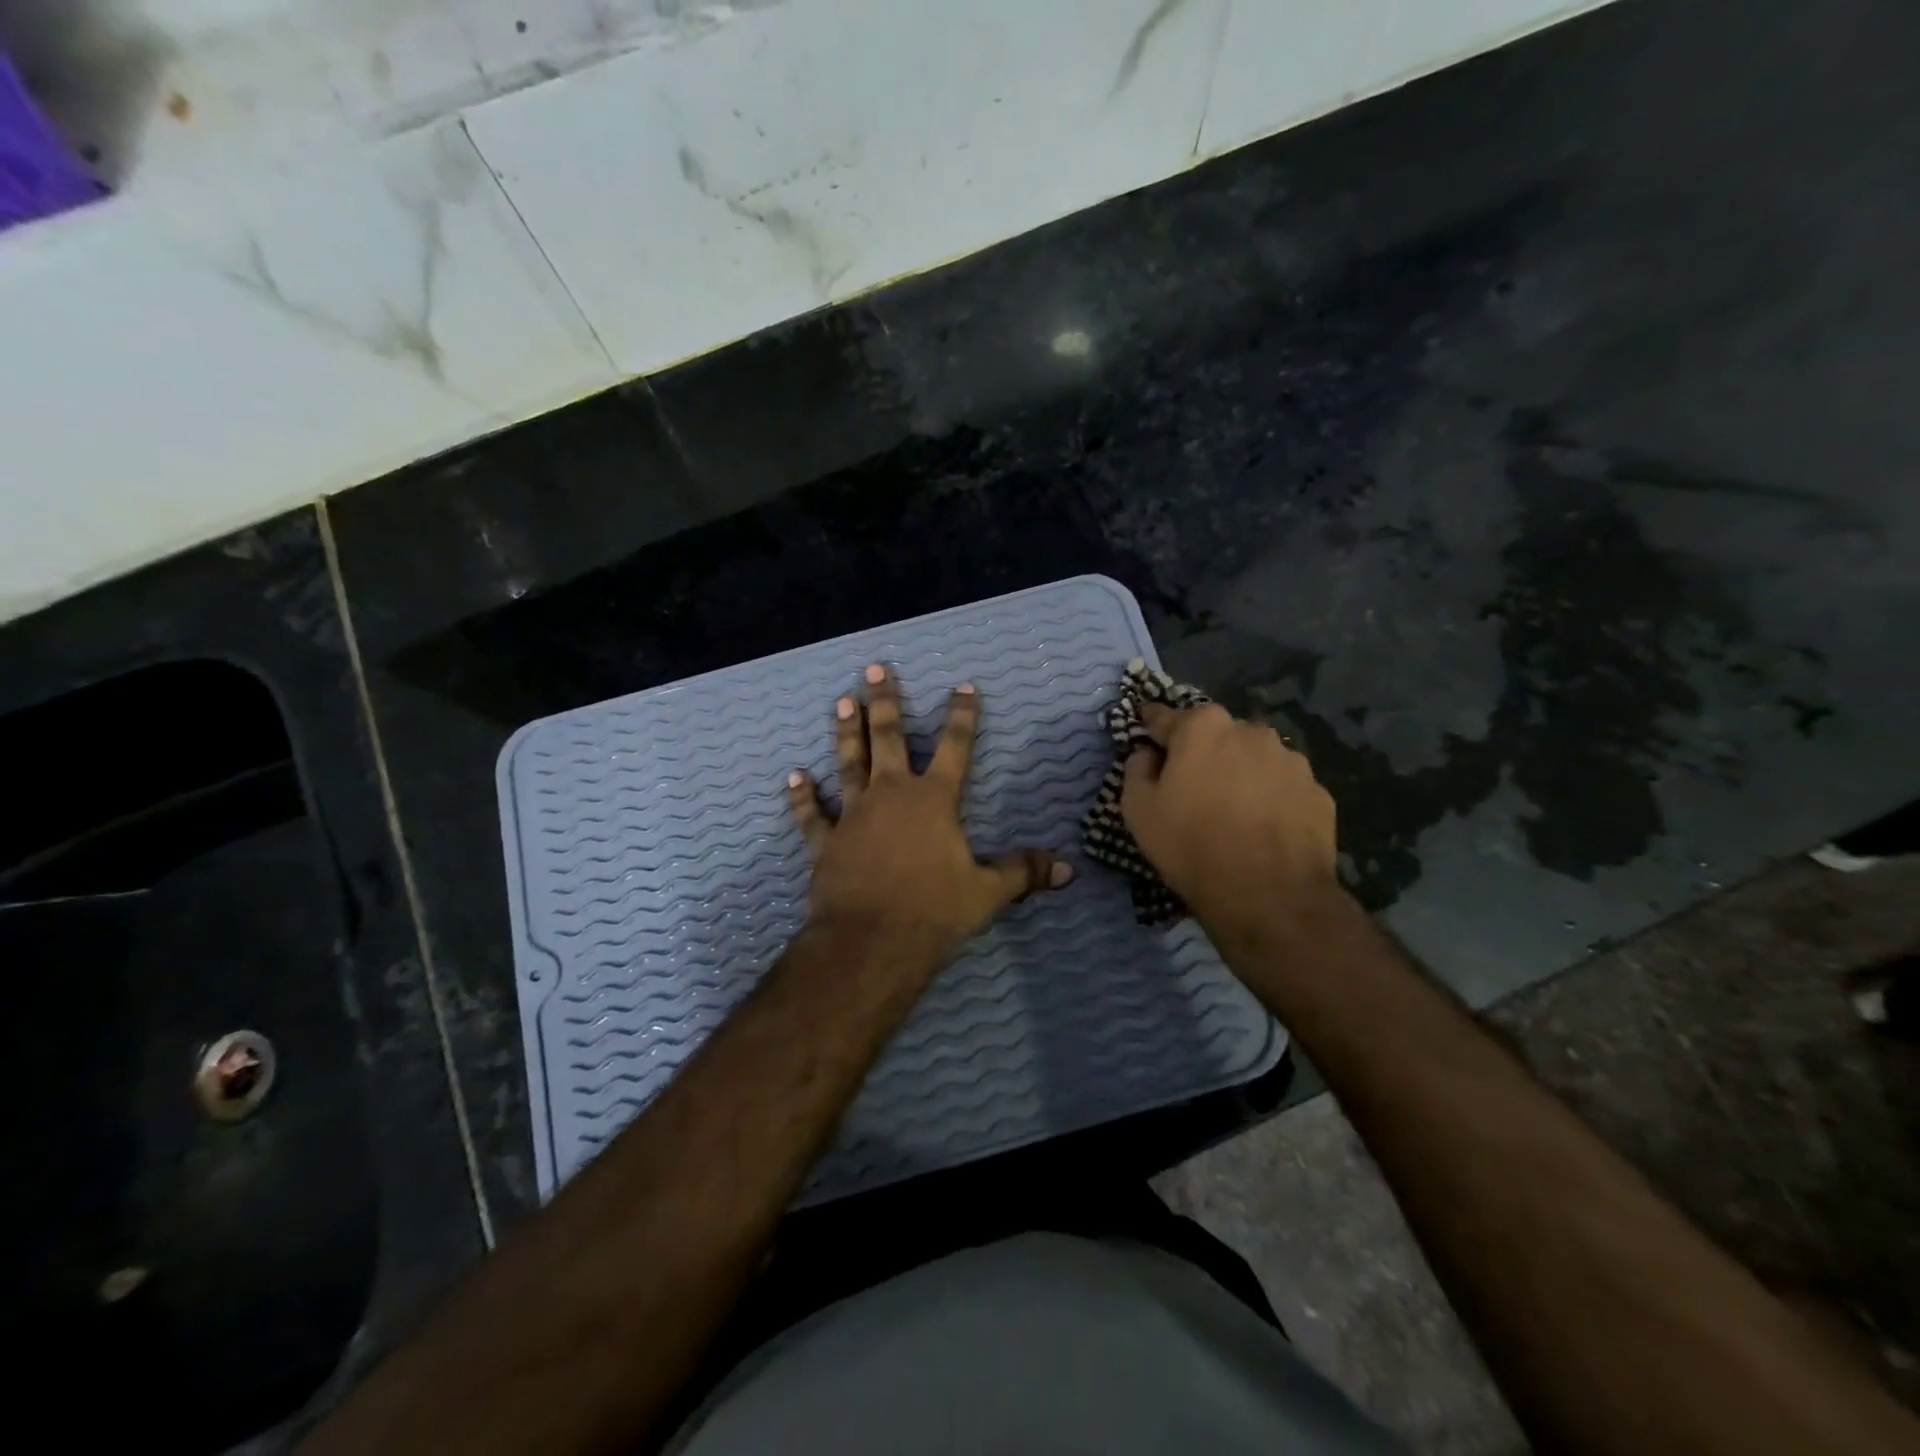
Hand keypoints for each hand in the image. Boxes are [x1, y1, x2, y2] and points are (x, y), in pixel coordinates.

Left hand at [788, 664, 1071, 965]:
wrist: (871, 942)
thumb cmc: (933, 911)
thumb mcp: (988, 893)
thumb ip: (1023, 872)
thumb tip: (1067, 868)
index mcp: (934, 800)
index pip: (954, 747)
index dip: (962, 716)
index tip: (963, 685)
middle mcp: (891, 795)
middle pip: (887, 738)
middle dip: (884, 702)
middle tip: (874, 669)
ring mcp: (854, 815)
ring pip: (849, 763)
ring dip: (845, 732)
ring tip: (842, 702)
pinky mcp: (825, 842)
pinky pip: (811, 815)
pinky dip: (802, 796)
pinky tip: (794, 776)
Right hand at [1121, 702, 1343, 946]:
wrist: (1268, 895)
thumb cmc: (1191, 845)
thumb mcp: (1138, 809)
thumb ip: (1137, 769)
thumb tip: (1148, 754)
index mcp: (1203, 727)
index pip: (1166, 717)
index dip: (1151, 725)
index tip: (1145, 729)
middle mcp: (1250, 731)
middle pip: (1216, 735)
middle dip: (1202, 752)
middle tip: (1192, 786)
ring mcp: (1291, 761)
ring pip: (1254, 759)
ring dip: (1240, 774)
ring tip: (1233, 812)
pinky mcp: (1318, 792)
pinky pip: (1282, 788)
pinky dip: (1270, 799)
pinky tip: (1262, 829)